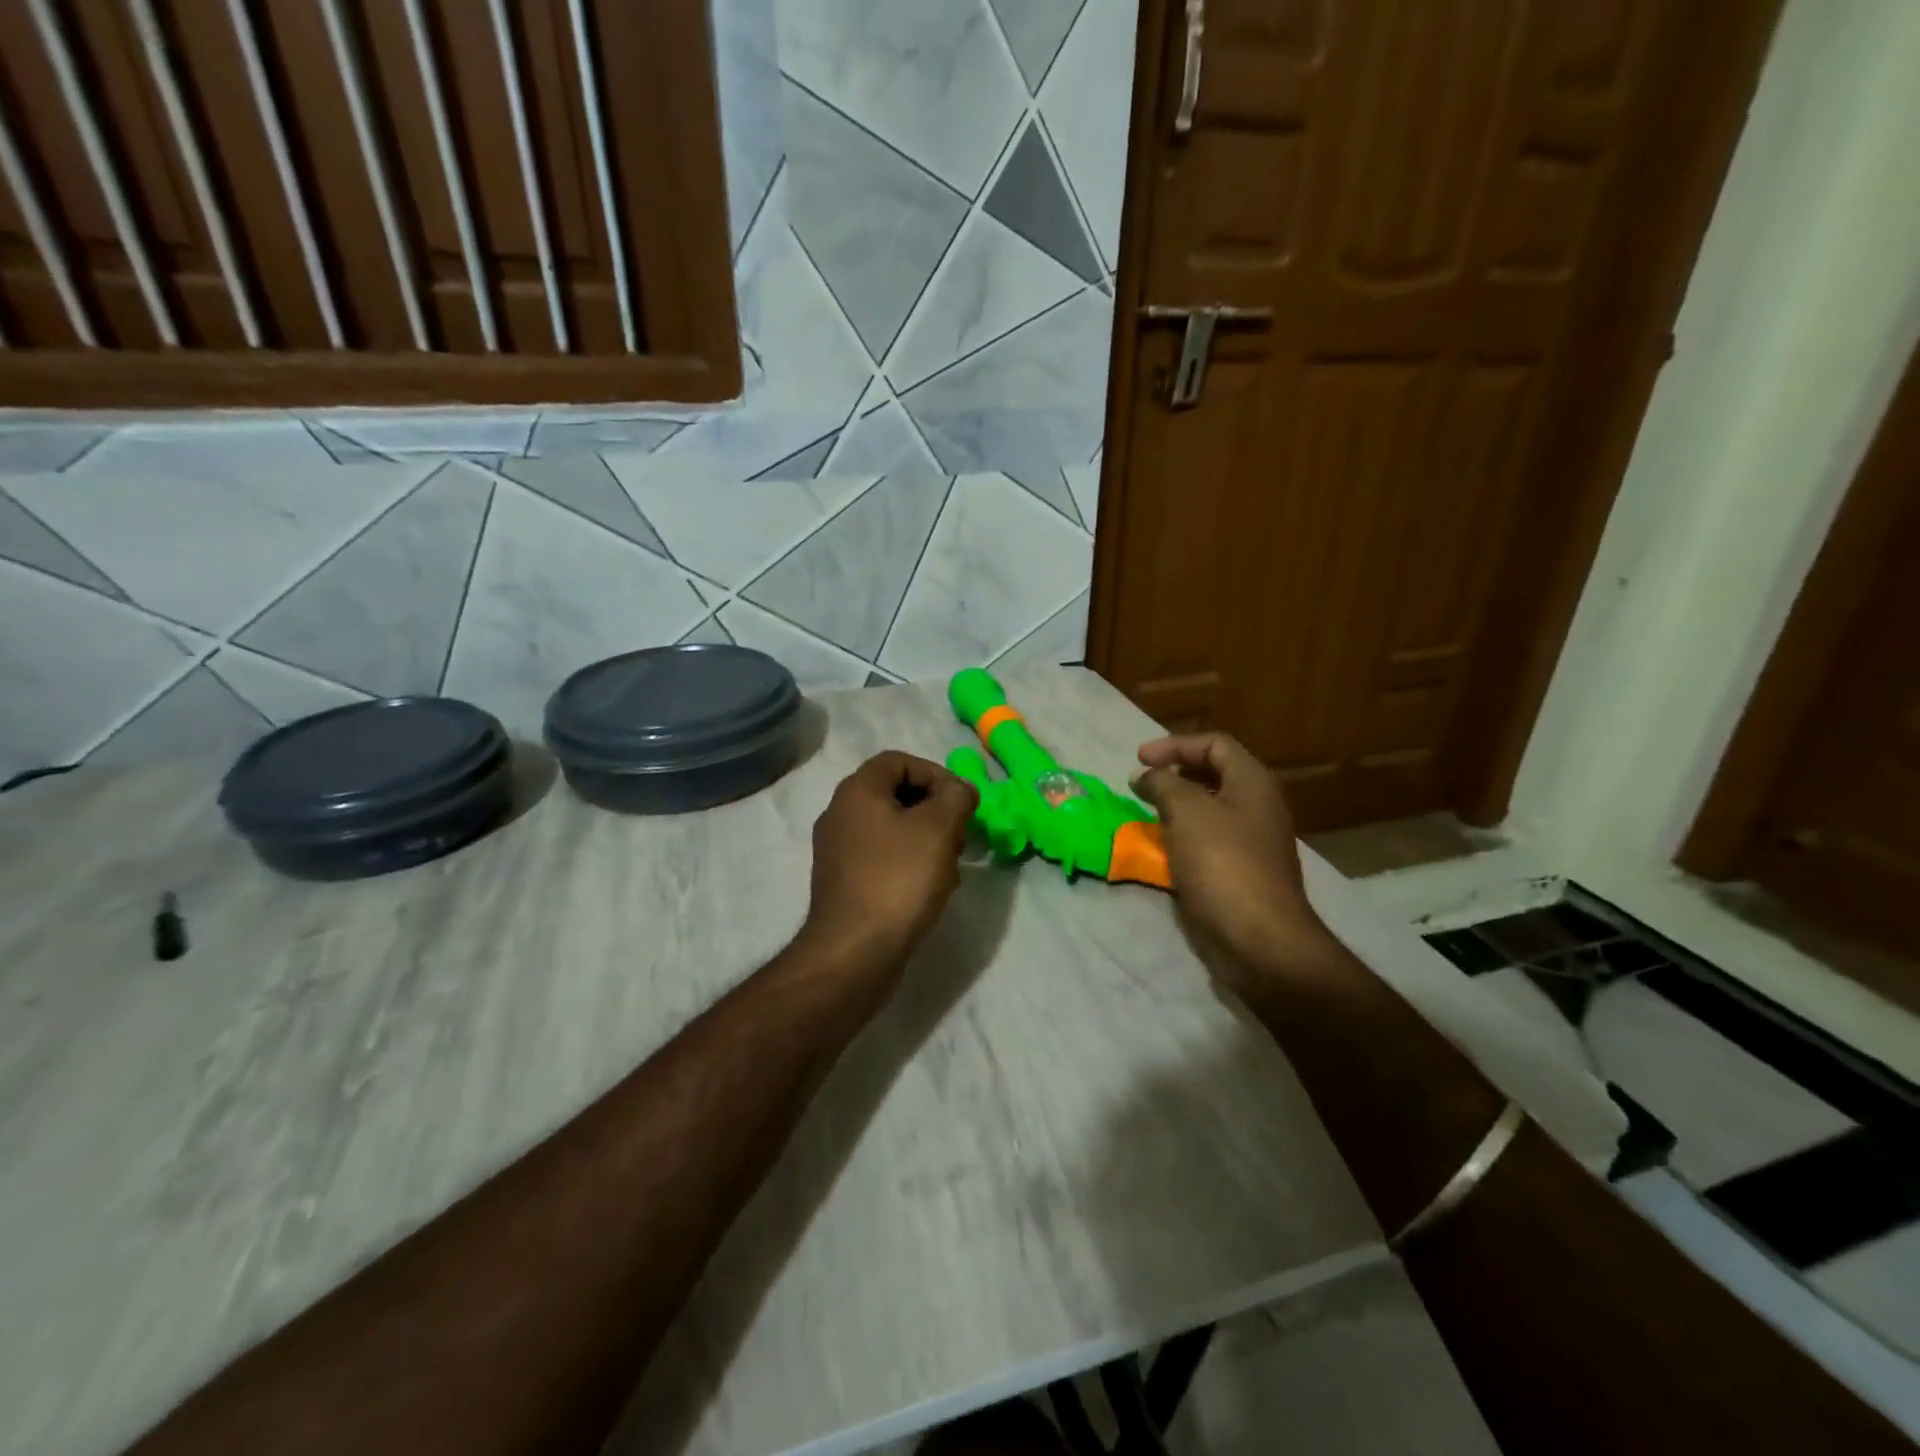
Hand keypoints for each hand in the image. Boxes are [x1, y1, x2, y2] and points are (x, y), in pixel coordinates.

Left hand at [801, 750, 978, 977]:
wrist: (854, 952)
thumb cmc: (898, 879)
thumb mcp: (939, 827)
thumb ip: (956, 796)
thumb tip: (959, 791)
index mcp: (857, 791)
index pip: (899, 761)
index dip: (936, 774)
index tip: (961, 802)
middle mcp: (840, 813)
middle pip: (896, 794)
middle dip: (935, 810)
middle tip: (960, 835)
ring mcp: (838, 850)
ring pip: (892, 828)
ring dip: (926, 839)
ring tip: (950, 866)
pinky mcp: (843, 882)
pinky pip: (882, 858)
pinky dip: (909, 863)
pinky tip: (930, 889)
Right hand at [1132, 733, 1326, 972]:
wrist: (1258, 939)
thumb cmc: (1223, 863)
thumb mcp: (1187, 811)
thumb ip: (1163, 784)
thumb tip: (1145, 776)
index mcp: (1253, 783)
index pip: (1215, 744)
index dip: (1175, 745)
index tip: (1139, 760)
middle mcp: (1257, 806)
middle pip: (1213, 774)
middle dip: (1174, 774)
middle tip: (1141, 784)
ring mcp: (1250, 841)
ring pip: (1208, 810)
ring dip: (1174, 807)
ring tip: (1144, 814)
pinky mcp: (1239, 872)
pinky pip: (1206, 841)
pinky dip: (1181, 838)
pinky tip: (1159, 848)